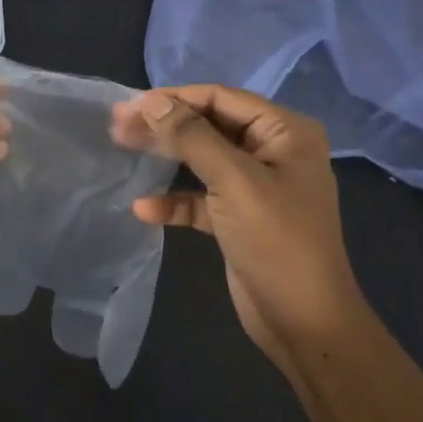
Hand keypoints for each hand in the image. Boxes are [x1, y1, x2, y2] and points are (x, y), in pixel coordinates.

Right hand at [111, 85, 366, 373]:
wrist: (305, 323)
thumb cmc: (276, 241)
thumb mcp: (233, 181)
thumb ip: (191, 136)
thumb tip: (152, 101)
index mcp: (284, 132)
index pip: (221, 98)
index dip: (174, 98)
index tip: (130, 106)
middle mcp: (272, 151)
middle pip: (208, 125)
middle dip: (164, 125)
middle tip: (117, 125)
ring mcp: (255, 185)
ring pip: (200, 158)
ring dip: (164, 156)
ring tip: (121, 148)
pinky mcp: (239, 216)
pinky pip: (200, 196)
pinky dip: (174, 200)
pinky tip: (145, 210)